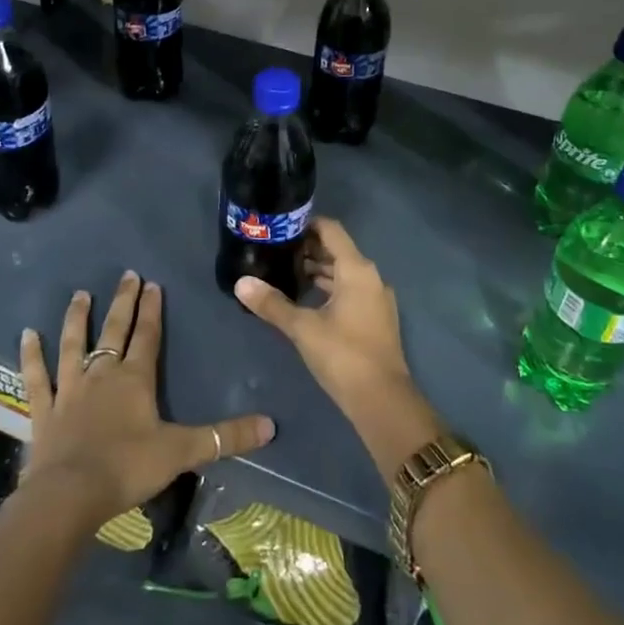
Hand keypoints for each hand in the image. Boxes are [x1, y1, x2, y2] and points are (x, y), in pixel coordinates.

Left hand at [20, 271, 274, 529]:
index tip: (153, 283)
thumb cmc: (127, 468)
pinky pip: (37, 377)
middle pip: (114, 329)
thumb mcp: (182, 451)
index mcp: (135, 378)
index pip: (147, 335)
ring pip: (74, 344)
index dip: (152, 309)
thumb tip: (271, 426)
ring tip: (80, 295)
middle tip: (126, 274)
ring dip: (77, 319)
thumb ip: (225, 437)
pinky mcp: (44, 410)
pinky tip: (27, 335)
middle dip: (122, 301)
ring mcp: (70, 389)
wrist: (69, 496)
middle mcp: (102, 373)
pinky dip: (31, 355)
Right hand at [233, 218, 440, 478]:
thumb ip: (272, 303)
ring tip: (285, 273)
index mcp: (356, 269)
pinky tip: (306, 299)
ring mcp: (376, 298)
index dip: (307, 224)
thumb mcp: (302, 328)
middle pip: (338, 250)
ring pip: (344, 272)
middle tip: (276, 251)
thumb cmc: (342, 355)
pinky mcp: (376, 317)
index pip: (331, 230)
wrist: (382, 400)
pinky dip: (329, 288)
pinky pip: (350, 290)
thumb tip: (241, 283)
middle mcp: (370, 277)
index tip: (281, 228)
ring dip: (318, 270)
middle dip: (308, 248)